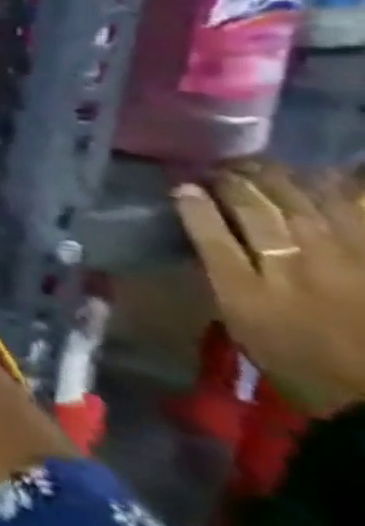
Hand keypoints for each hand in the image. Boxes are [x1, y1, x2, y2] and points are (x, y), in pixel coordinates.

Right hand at [173, 164, 364, 417]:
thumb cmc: (300, 359)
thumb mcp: (246, 324)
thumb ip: (223, 275)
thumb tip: (201, 232)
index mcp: (250, 290)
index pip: (211, 233)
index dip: (194, 204)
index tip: (180, 185)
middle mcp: (295, 268)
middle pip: (259, 211)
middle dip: (235, 183)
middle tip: (219, 168)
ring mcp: (345, 260)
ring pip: (308, 203)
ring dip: (281, 179)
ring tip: (262, 167)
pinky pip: (358, 213)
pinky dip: (344, 192)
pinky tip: (328, 178)